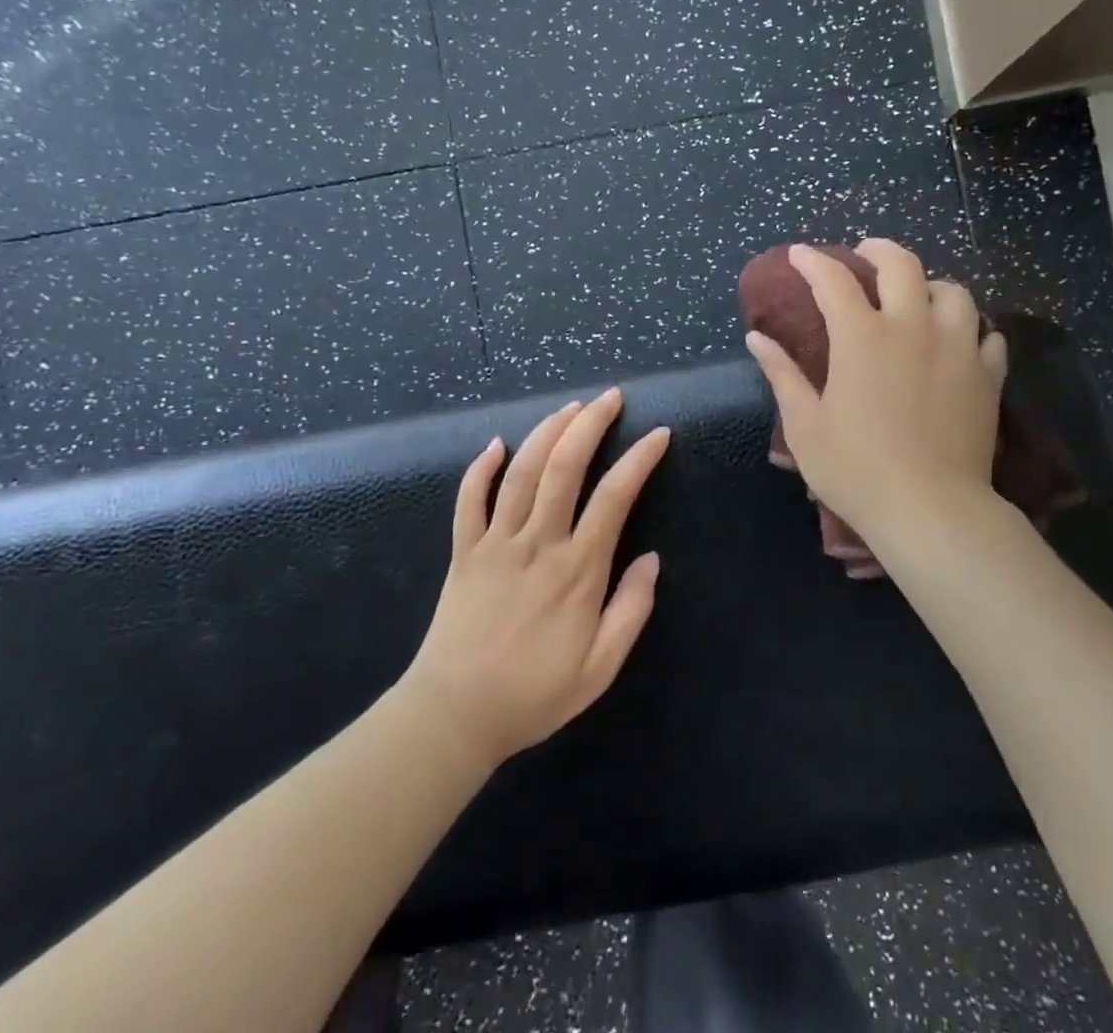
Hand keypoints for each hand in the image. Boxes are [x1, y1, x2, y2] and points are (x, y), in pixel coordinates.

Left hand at [403, 388, 667, 767]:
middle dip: (590, 424)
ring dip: (547, 432)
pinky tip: (496, 444)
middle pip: (564, 467)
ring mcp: (495, 542)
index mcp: (577, 570)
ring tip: (570, 407)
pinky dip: (480, 468)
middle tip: (611, 397)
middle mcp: (537, 543)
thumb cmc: (533, 695)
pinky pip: (468, 500)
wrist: (454, 716)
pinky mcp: (464, 551)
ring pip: (521, 472)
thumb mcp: (599, 669)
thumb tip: (652, 559)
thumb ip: (631, 611)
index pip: (614, 497)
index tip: (658, 434)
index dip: (639, 460)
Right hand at [745, 239, 1006, 553]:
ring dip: (930, 286)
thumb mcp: (806, 425)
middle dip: (878, 250)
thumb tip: (757, 338)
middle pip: (902, 265)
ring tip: (918, 298)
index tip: (799, 254)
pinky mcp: (987, 377)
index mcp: (862, 337)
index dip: (812, 261)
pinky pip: (987, 336)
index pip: (833, 280)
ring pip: (954, 292)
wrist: (931, 510)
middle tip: (864, 254)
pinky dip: (971, 329)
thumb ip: (782, 374)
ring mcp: (957, 349)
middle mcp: (912, 328)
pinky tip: (959, 342)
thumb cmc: (856, 469)